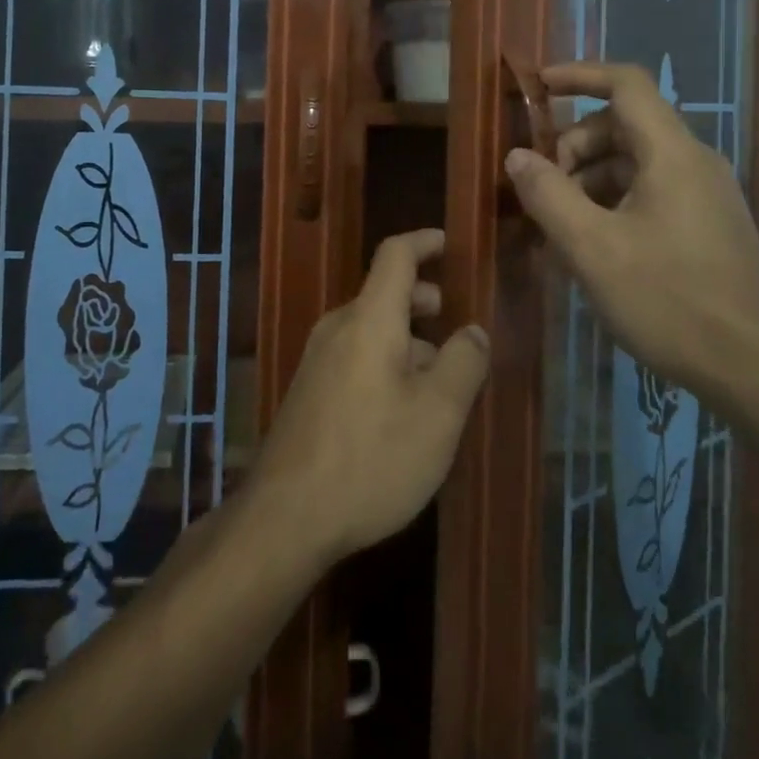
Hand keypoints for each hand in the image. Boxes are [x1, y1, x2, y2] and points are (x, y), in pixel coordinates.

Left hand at [247, 229, 488, 568]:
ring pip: (371, 329)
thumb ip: (464, 364)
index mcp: (369, 320)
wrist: (285, 517)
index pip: (395, 255)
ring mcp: (317, 360)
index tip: (449, 243)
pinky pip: (354, 355)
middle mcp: (337, 328)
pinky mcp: (308, 391)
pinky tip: (402, 408)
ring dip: (407, 338)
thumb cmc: (372, 459)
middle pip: (383, 294)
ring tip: (438, 377)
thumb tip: (473, 330)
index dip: (424, 242)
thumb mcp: (438, 415)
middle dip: (422, 300)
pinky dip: (385, 360)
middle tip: (453, 323)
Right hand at [504, 62, 758, 403]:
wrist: (756, 370)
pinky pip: (649, 194)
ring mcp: (704, 195)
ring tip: (556, 227)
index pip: (626, 83)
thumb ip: (548, 195)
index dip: (579, 75)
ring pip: (634, 163)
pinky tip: (589, 248)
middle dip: (573, 146)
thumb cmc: (670, 300)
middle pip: (623, 126)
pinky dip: (611, 204)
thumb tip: (517, 156)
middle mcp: (693, 162)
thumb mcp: (592, 249)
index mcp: (672, 153)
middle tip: (541, 190)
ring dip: (588, 181)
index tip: (537, 86)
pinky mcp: (707, 226)